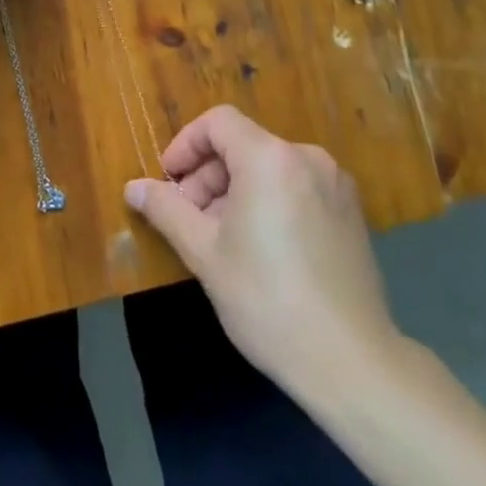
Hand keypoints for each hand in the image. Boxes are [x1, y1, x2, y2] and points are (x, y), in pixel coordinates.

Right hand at [125, 105, 407, 400]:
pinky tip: (259, 249)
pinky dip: (268, 201)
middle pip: (243, 145)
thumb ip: (166, 210)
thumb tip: (133, 188)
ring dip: (235, 191)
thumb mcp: (205, 254)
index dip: (186, 145)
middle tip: (188, 220)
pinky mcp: (351, 212)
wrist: (353, 363)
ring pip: (268, 168)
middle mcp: (306, 158)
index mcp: (270, 158)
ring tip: (220, 239)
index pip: (218, 123)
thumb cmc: (267, 300)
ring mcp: (335, 184)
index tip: (168, 182)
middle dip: (208, 176)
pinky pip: (295, 187)